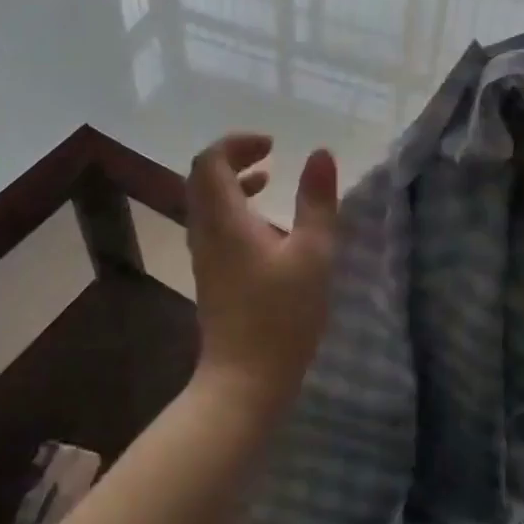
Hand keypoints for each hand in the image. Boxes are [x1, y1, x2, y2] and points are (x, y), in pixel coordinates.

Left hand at [186, 133, 339, 403]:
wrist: (244, 380)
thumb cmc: (281, 316)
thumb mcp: (312, 254)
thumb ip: (317, 201)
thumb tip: (320, 154)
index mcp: (223, 219)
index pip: (210, 161)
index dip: (237, 143)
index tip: (273, 145)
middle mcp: (204, 231)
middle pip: (203, 178)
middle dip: (234, 159)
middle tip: (269, 156)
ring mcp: (203, 256)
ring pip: (207, 203)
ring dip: (234, 184)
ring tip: (269, 181)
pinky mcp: (210, 276)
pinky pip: (213, 226)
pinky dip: (235, 210)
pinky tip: (267, 228)